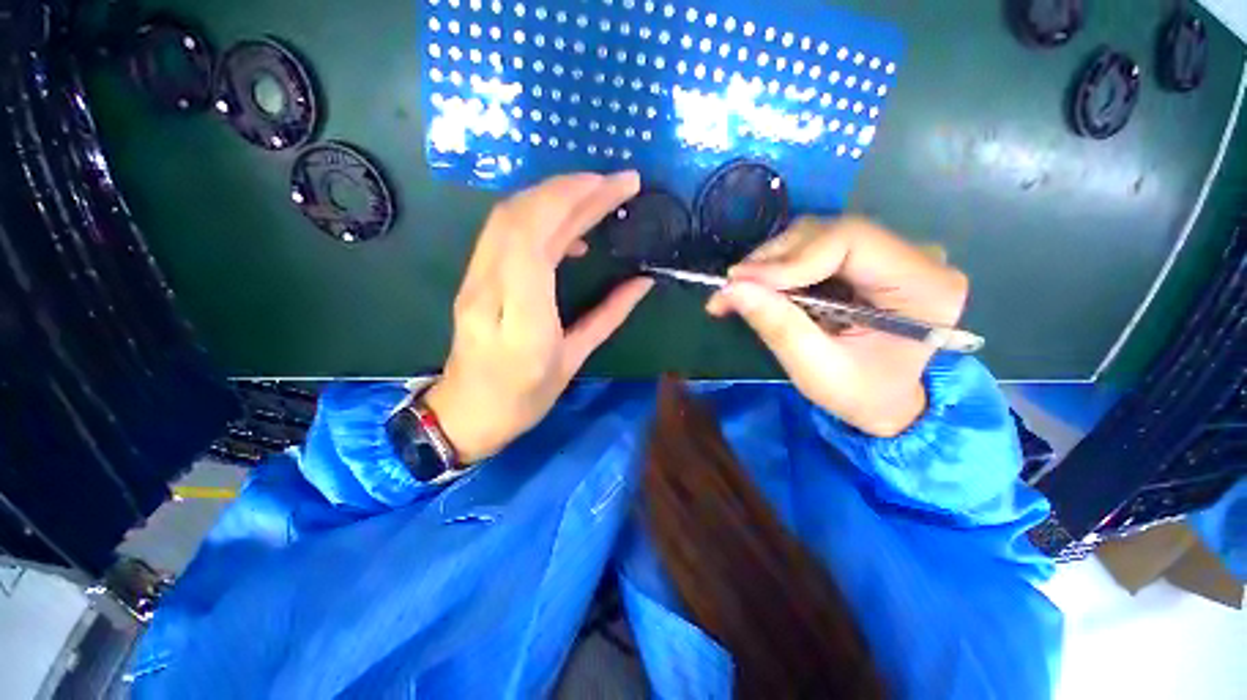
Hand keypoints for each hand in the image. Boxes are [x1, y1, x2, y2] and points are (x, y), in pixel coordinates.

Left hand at [424, 172, 653, 461]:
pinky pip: (503, 233)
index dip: (570, 201)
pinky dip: (538, 217)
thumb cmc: (524, 397)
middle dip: (569, 189)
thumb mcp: (573, 361)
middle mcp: (489, 291)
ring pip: (507, 218)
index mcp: (521, 321)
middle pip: (520, 218)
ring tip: (595, 197)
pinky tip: (568, 231)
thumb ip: (609, 316)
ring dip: (553, 196)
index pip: (534, 240)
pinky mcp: (473, 277)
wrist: (466, 412)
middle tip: (614, 182)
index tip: (612, 186)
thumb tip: (642, 282)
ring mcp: (474, 281)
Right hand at [707, 216, 968, 437]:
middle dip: (772, 260)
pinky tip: (757, 287)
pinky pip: (812, 248)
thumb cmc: (861, 395)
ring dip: (770, 263)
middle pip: (829, 233)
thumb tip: (731, 288)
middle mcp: (915, 257)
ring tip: (739, 291)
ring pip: (816, 236)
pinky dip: (778, 267)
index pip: (850, 240)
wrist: (885, 400)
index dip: (789, 258)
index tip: (741, 282)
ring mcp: (890, 254)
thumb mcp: (817, 371)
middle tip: (732, 288)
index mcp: (925, 286)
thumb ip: (778, 326)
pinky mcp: (865, 259)